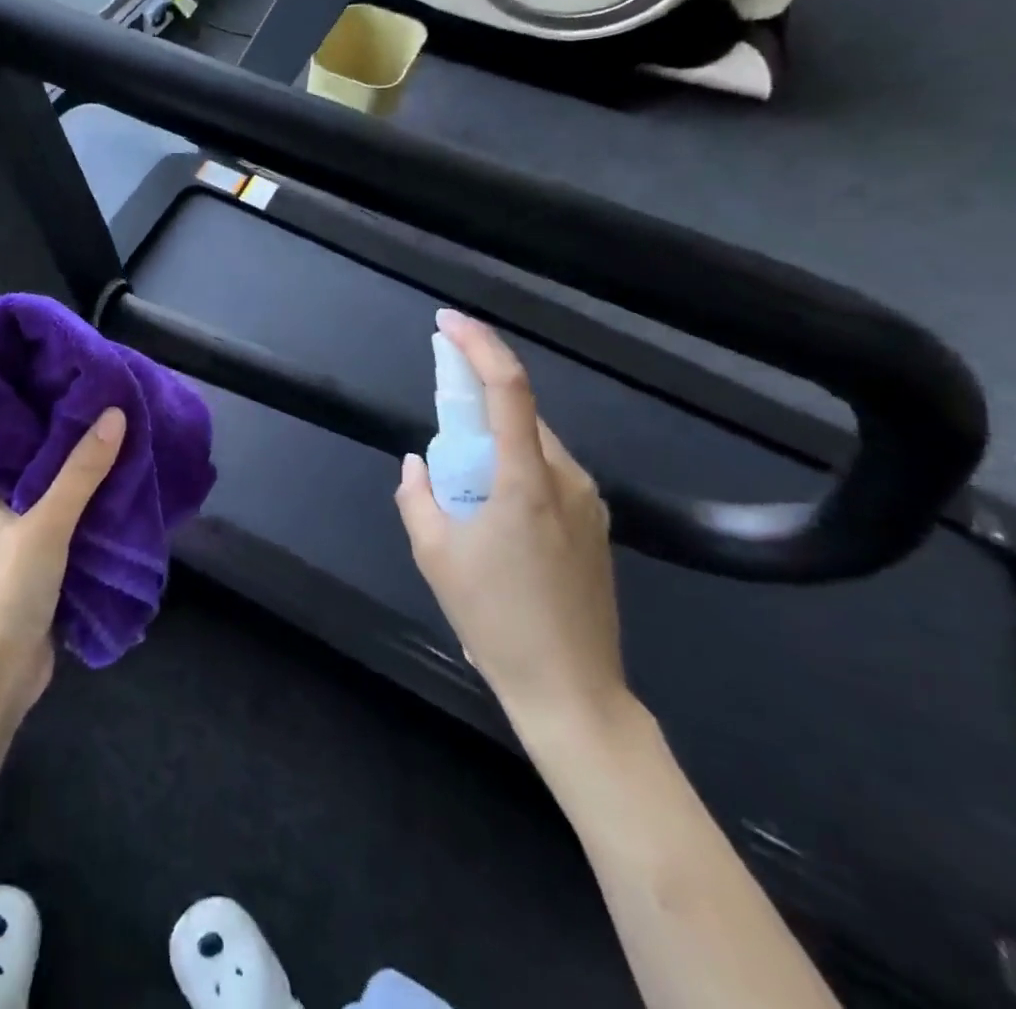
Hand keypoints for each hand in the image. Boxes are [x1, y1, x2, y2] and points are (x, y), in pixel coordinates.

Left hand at [0, 408, 126, 714]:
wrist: (2, 672)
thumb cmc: (11, 587)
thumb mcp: (48, 522)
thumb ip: (81, 471)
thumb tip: (116, 414)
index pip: (17, 434)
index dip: (48, 410)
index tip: (84, 385)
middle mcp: (0, 504)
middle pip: (44, 462)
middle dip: (78, 442)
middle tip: (117, 408)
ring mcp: (22, 534)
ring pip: (61, 492)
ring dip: (90, 476)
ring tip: (129, 440)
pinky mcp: (43, 560)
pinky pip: (72, 521)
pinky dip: (95, 507)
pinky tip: (125, 489)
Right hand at [395, 311, 629, 744]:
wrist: (573, 693)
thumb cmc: (496, 621)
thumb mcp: (435, 556)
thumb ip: (417, 497)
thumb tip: (418, 465)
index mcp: (525, 480)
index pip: (508, 388)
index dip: (478, 345)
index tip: (448, 322)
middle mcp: (567, 479)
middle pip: (522, 414)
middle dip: (479, 399)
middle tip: (440, 416)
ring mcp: (590, 504)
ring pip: (536, 445)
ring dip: (496, 440)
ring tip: (463, 484)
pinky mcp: (597, 527)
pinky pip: (550, 475)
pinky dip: (516, 469)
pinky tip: (494, 512)